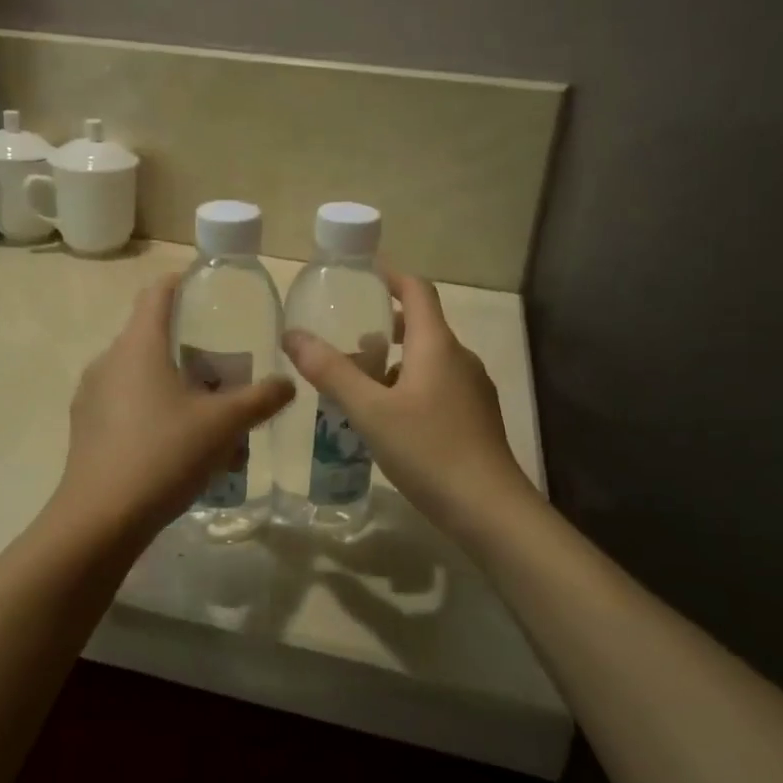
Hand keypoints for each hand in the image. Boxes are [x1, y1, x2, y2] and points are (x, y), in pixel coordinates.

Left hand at [52, 274, 294, 540]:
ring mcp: (91, 395)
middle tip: (225, 369)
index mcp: (138, 345)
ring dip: (174, 385)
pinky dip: (153, 410)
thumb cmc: (164, 454)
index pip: (156, 293)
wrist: (100, 518)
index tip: (207, 288)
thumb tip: (288, 384)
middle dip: (190, 348)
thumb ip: (261, 399)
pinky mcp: (85, 427)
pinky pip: (125, 404)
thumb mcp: (223, 424)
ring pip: (140, 375)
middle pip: (152, 337)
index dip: (181, 283)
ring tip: (207, 414)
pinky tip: (177, 446)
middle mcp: (108, 361)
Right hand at [283, 271, 534, 535]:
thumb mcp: (370, 410)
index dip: (391, 276)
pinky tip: (387, 416)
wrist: (489, 509)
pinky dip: (409, 385)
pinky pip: (437, 385)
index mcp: (438, 345)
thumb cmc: (428, 450)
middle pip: (423, 325)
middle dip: (386, 323)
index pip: (418, 290)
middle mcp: (460, 358)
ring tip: (358, 379)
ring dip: (395, 359)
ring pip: (429, 359)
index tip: (363, 272)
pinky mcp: (475, 418)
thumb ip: (331, 371)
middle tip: (347, 332)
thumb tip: (293, 334)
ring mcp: (472, 389)